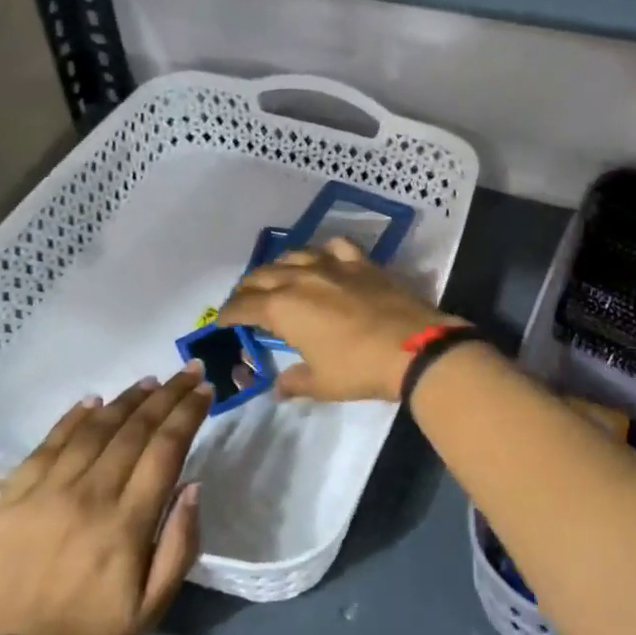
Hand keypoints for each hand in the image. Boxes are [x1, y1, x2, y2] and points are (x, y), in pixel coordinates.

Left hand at [0, 367, 211, 634]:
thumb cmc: (93, 628)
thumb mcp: (154, 604)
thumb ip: (180, 544)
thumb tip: (193, 485)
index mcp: (126, 524)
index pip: (166, 449)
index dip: (188, 414)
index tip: (205, 390)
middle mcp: (88, 496)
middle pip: (135, 429)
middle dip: (167, 395)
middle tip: (188, 370)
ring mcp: (46, 492)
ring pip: (95, 428)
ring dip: (127, 399)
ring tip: (151, 381)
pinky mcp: (12, 494)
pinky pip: (48, 442)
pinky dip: (74, 416)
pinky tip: (95, 400)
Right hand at [217, 238, 462, 401]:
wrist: (412, 347)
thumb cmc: (359, 368)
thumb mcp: (322, 383)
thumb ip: (295, 382)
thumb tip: (279, 388)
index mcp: (283, 308)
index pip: (244, 306)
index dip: (229, 313)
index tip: (223, 320)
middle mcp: (301, 279)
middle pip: (263, 275)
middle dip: (248, 287)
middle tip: (244, 300)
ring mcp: (332, 266)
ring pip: (295, 255)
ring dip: (279, 266)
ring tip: (277, 276)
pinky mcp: (361, 263)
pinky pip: (336, 247)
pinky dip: (324, 251)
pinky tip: (324, 258)